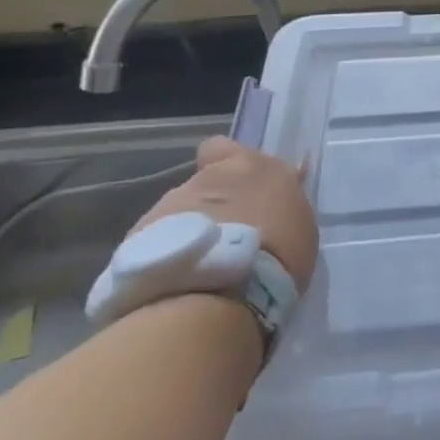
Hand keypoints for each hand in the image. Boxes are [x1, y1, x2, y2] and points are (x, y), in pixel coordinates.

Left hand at [133, 137, 318, 282]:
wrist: (221, 291)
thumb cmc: (279, 254)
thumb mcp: (298, 223)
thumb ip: (277, 203)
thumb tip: (267, 201)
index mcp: (252, 166)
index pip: (224, 147)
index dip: (226, 164)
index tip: (239, 188)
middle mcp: (208, 177)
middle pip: (203, 183)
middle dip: (211, 204)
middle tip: (226, 237)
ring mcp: (170, 204)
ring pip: (179, 213)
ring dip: (190, 230)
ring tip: (202, 264)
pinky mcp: (141, 235)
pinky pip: (158, 240)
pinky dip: (169, 253)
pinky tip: (181, 277)